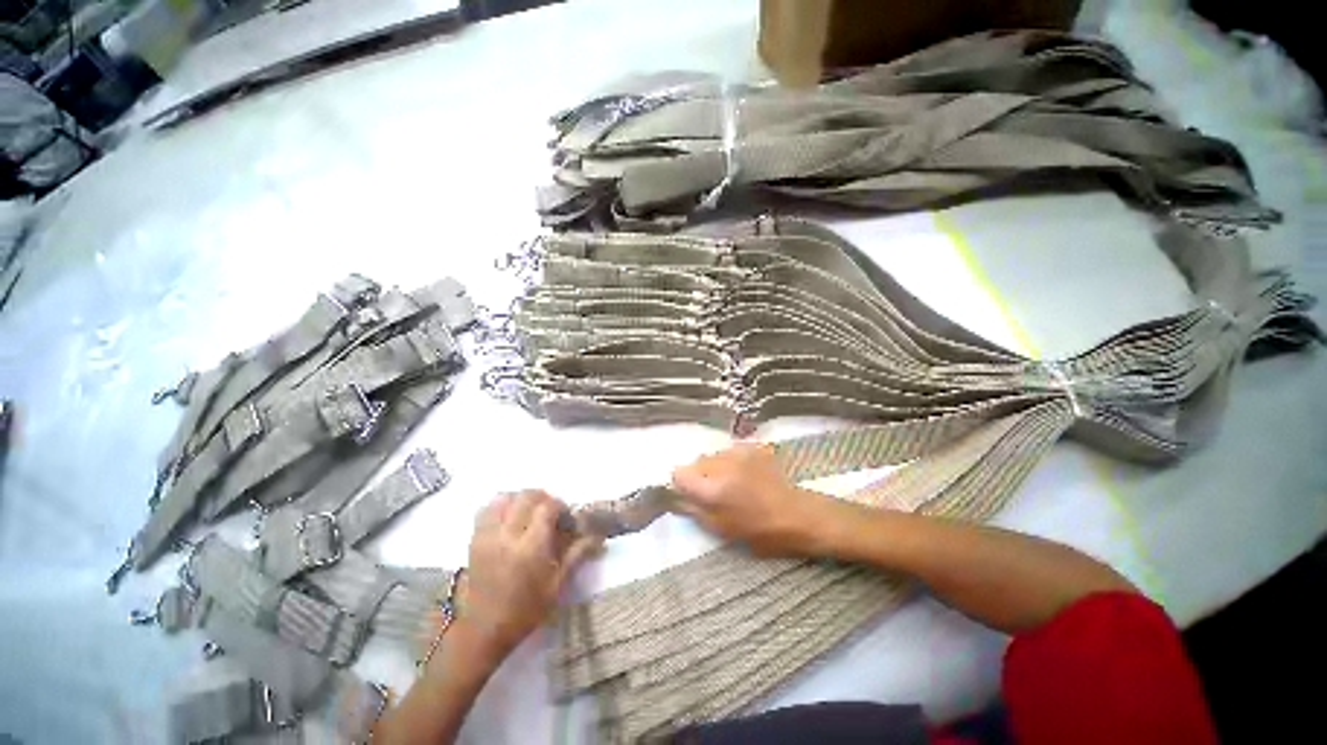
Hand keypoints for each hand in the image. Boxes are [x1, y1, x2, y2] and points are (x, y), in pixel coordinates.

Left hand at [458, 490, 599, 660]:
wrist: (484, 629)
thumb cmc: (526, 610)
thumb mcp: (557, 584)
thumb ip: (577, 554)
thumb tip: (598, 537)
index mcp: (530, 548)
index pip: (547, 507)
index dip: (560, 506)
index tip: (565, 518)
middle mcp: (508, 536)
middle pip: (526, 496)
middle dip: (543, 498)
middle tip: (550, 512)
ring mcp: (488, 536)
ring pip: (505, 498)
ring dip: (521, 499)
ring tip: (529, 512)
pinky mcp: (474, 540)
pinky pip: (486, 509)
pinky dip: (500, 506)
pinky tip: (509, 517)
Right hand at [671, 443, 843, 557]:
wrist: (799, 515)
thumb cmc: (761, 532)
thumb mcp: (722, 530)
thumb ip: (694, 511)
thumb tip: (676, 498)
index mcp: (712, 488)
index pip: (678, 473)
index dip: (682, 485)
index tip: (692, 495)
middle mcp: (721, 464)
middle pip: (695, 462)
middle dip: (700, 476)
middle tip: (716, 494)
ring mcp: (737, 453)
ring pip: (712, 456)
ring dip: (716, 468)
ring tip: (735, 484)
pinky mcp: (751, 448)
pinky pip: (729, 452)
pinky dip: (731, 462)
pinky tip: (747, 476)